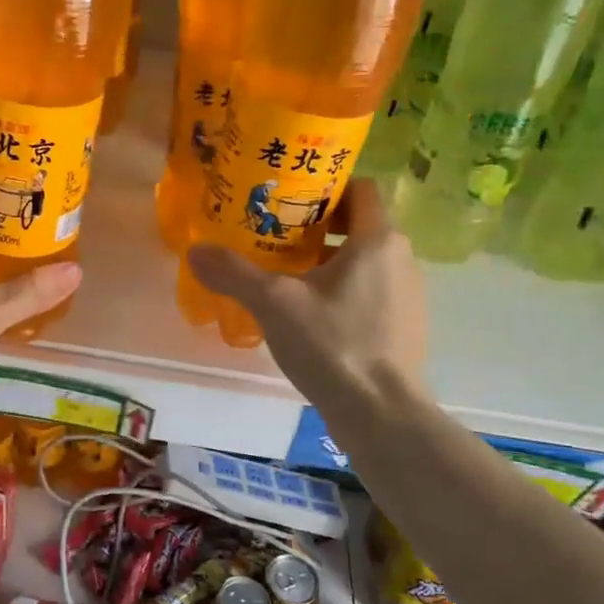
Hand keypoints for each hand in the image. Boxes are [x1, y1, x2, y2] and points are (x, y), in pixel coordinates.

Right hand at [186, 179, 424, 405]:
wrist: (382, 416)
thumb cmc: (334, 345)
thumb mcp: (274, 305)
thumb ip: (234, 273)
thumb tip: (195, 251)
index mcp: (378, 239)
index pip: (360, 188)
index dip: (325, 186)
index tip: (288, 199)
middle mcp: (401, 258)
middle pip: (359, 223)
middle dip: (317, 225)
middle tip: (275, 235)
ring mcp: (407, 294)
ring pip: (364, 259)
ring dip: (328, 259)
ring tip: (285, 273)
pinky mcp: (404, 325)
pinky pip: (371, 289)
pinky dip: (342, 288)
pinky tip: (309, 314)